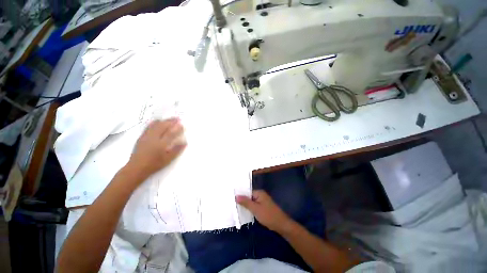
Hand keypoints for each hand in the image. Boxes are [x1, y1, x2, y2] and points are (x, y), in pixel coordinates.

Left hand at [128, 118, 185, 179]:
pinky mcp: (141, 137)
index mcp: (161, 144)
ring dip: (163, 121)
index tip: (182, 124)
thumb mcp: (168, 159)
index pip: (171, 133)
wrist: (136, 168)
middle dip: (170, 121)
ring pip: (155, 125)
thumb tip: (185, 142)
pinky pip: (148, 127)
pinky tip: (157, 121)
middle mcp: (153, 138)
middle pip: (163, 126)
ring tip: (169, 119)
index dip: (177, 128)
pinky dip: (154, 122)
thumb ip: (176, 150)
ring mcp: (146, 136)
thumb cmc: (154, 164)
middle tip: (177, 118)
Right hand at [236, 190, 292, 231]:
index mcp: (259, 193)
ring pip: (251, 202)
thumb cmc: (268, 215)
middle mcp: (261, 195)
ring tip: (236, 209)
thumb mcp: (255, 209)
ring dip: (246, 205)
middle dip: (242, 201)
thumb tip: (236, 196)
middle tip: (232, 205)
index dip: (240, 195)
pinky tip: (244, 212)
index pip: (247, 192)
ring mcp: (262, 201)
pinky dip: (250, 209)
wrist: (281, 225)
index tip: (232, 199)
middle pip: (249, 196)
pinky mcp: (263, 207)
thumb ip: (246, 202)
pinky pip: (254, 206)